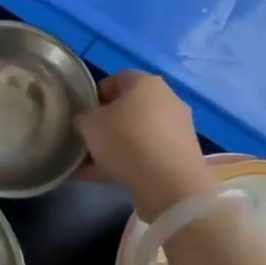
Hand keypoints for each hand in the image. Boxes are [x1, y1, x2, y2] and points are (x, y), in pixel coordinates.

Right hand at [74, 72, 211, 220]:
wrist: (169, 184)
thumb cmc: (125, 141)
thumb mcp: (90, 125)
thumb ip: (84, 117)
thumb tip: (86, 120)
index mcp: (146, 83)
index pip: (117, 79)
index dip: (96, 95)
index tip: (83, 114)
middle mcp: (167, 99)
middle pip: (129, 108)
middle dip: (107, 124)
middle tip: (88, 140)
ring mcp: (178, 128)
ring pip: (138, 133)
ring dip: (116, 147)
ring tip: (92, 166)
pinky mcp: (182, 155)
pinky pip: (149, 154)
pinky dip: (130, 162)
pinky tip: (106, 178)